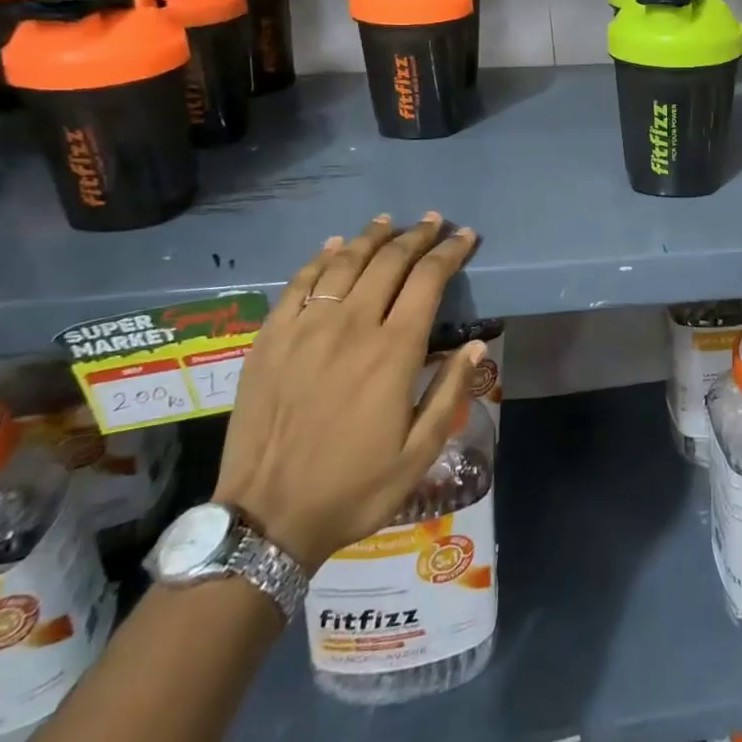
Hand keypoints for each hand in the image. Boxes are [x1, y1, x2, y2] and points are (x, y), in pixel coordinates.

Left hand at [214, 214, 482, 565]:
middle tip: (434, 222)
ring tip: (389, 222)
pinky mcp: (270, 339)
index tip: (465, 236)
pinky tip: (333, 246)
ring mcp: (305, 329)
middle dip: (417, 236)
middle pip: (389, 261)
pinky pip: (299, 283)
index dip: (450, 252)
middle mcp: (351, 327)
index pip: (428, 280)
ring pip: (343, 263)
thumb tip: (475, 346)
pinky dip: (320, 258)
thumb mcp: (419, 454)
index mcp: (393, 352)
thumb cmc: (353, 488)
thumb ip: (450, 394)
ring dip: (371, 237)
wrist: (266, 519)